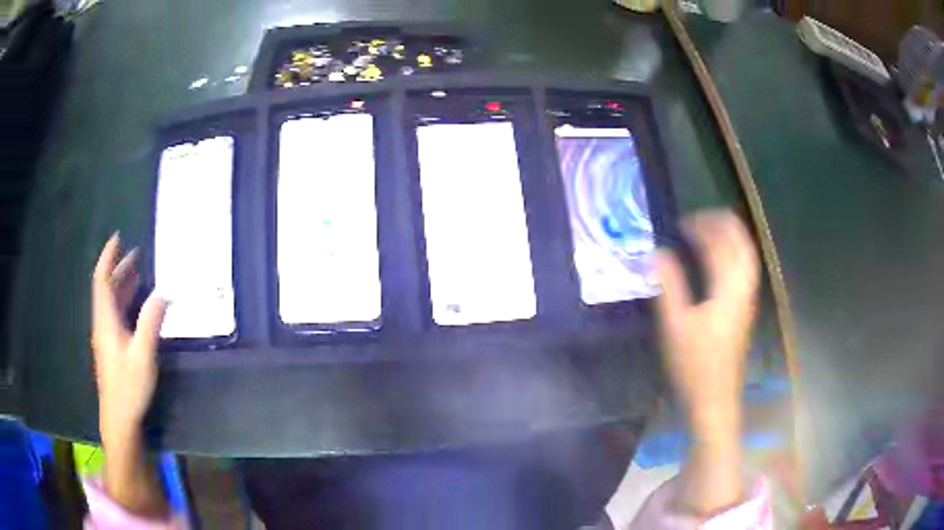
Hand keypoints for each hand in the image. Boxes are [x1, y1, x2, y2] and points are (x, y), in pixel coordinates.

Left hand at [92, 232, 166, 443]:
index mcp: (106, 320)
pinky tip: (137, 304)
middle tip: (136, 253)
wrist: (118, 419)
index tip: (117, 238)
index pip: (102, 280)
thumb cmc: (128, 388)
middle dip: (119, 268)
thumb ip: (151, 323)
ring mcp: (106, 337)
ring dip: (122, 284)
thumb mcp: (143, 356)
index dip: (108, 257)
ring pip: (111, 302)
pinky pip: (115, 315)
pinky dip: (125, 302)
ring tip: (139, 272)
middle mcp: (103, 324)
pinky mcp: (111, 347)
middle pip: (106, 288)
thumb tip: (163, 293)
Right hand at [655, 210, 758, 421]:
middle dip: (723, 225)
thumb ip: (668, 285)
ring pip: (746, 258)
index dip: (705, 226)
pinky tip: (718, 262)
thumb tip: (657, 253)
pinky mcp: (744, 311)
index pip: (723, 244)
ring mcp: (747, 301)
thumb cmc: (694, 364)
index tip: (682, 223)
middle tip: (699, 220)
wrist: (715, 398)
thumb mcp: (675, 325)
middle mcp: (744, 289)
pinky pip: (744, 271)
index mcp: (728, 289)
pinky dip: (733, 256)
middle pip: (742, 245)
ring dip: (730, 239)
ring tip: (708, 233)